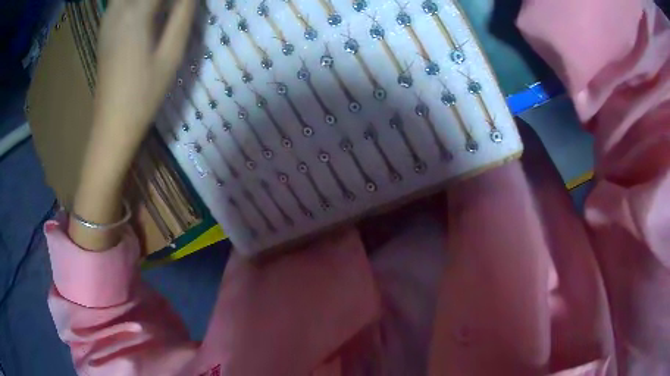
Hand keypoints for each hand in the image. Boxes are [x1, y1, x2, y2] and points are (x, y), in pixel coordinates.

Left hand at [70, 0, 194, 250]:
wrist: (112, 126)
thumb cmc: (144, 95)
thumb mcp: (171, 54)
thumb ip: (183, 14)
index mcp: (136, 14)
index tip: (189, 2)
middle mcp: (118, 11)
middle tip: (175, 5)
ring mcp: (107, 22)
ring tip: (162, 8)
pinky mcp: (104, 32)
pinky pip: (119, 3)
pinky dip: (133, 2)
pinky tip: (147, 11)